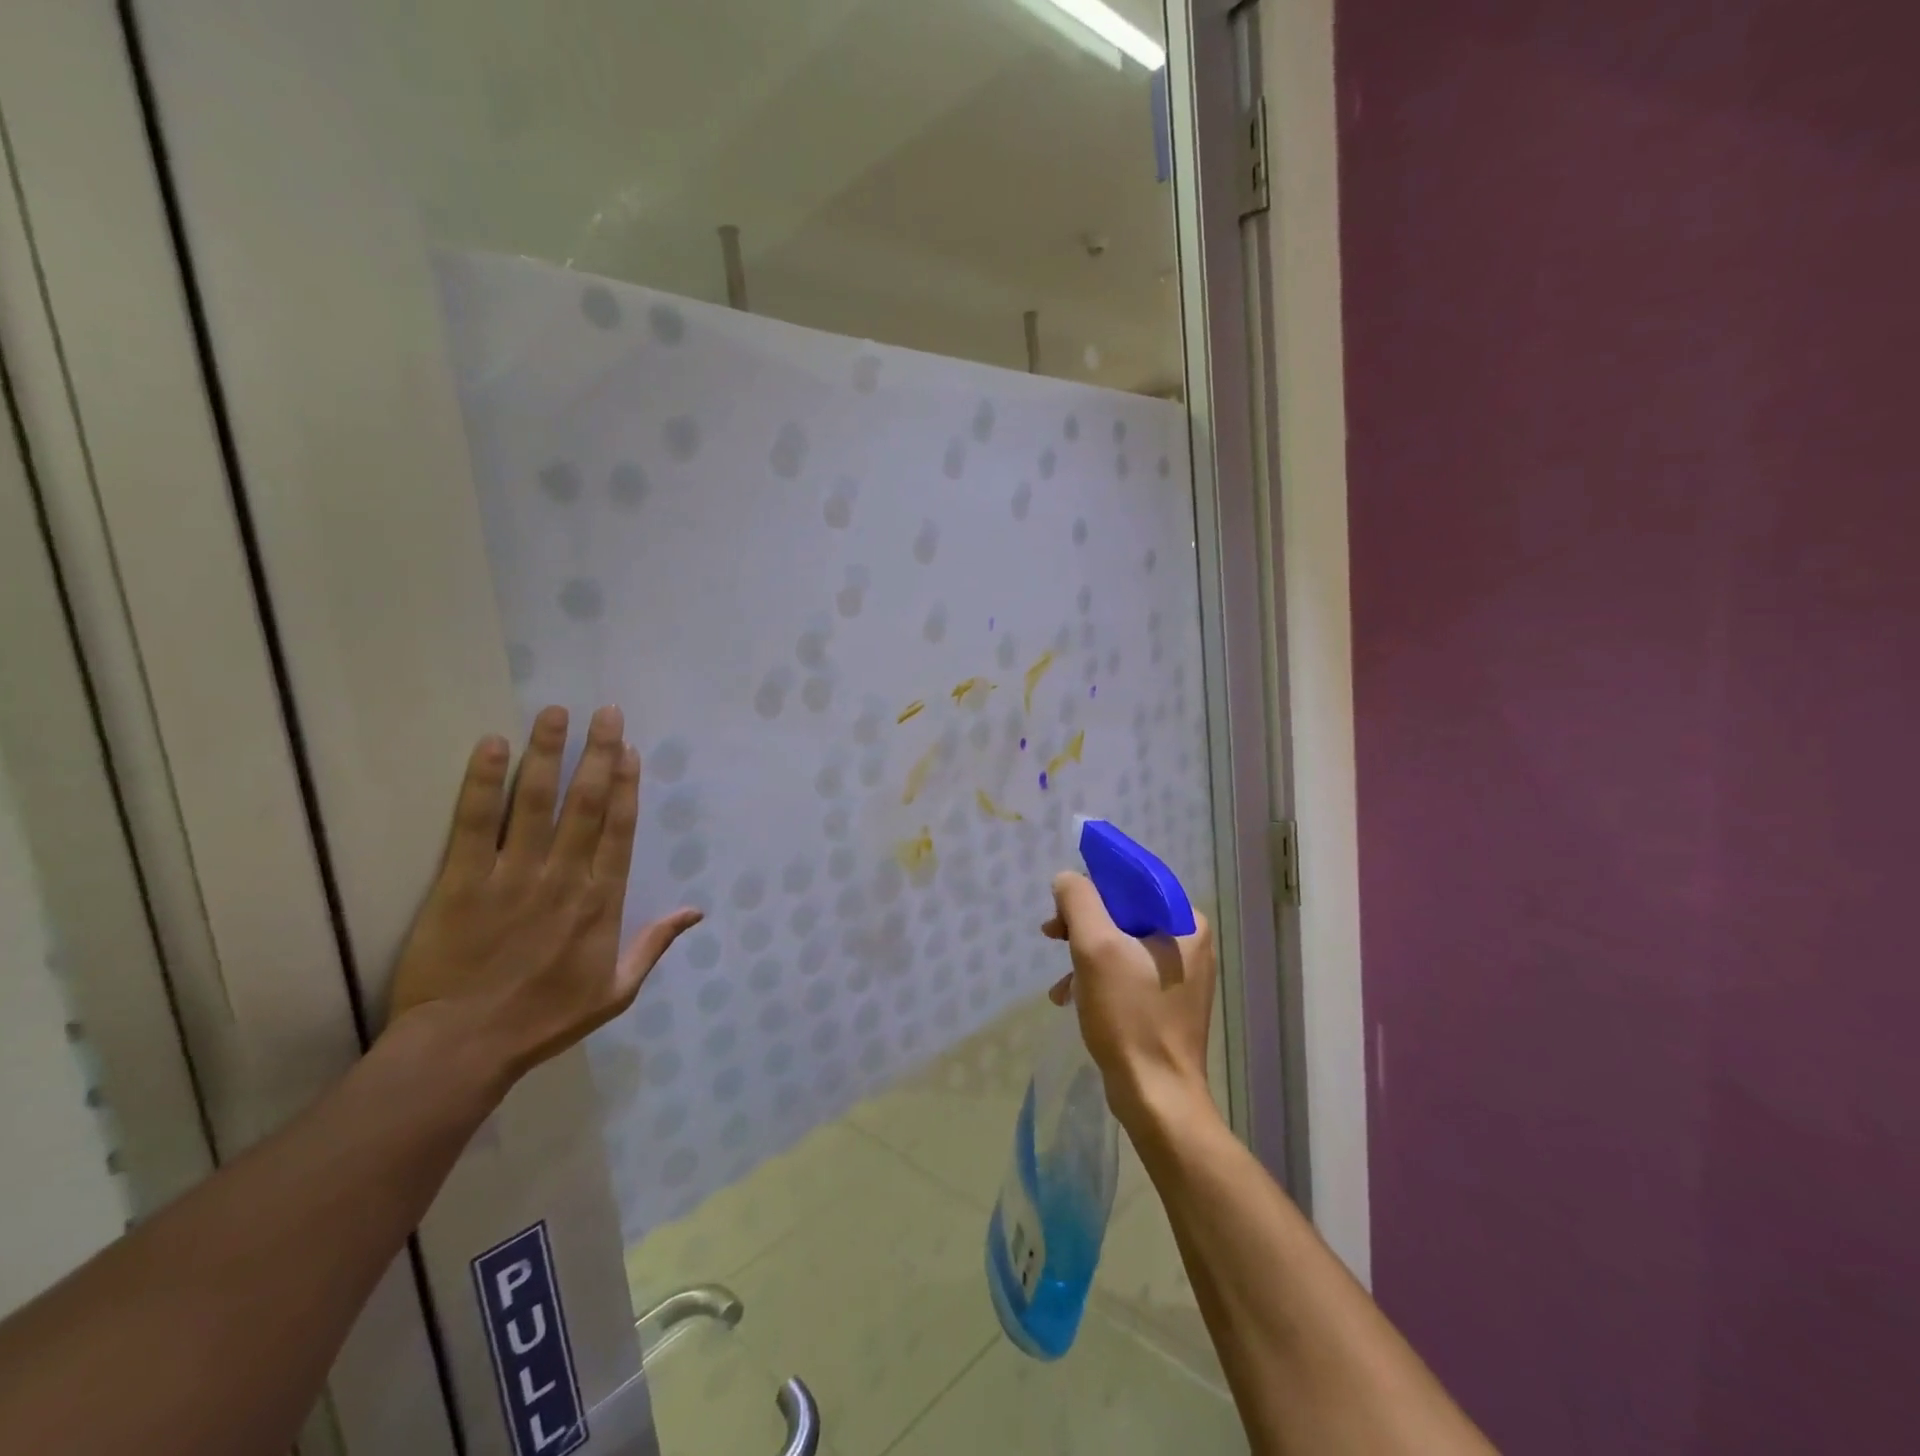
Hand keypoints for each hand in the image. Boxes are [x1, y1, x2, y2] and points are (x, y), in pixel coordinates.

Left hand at [386, 704, 701, 1089]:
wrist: (463, 1048)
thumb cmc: (544, 1019)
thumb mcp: (617, 991)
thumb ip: (655, 944)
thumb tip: (696, 910)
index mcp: (602, 902)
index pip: (619, 829)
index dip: (627, 785)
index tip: (630, 749)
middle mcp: (565, 877)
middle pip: (587, 804)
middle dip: (598, 754)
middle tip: (605, 712)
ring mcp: (513, 876)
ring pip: (536, 802)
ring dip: (548, 754)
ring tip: (554, 714)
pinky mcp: (462, 882)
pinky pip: (475, 824)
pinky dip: (484, 783)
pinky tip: (492, 746)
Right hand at [1043, 872, 1215, 1125]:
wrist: (1156, 1097)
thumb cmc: (1130, 1017)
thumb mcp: (1096, 948)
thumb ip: (1079, 901)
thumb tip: (1067, 879)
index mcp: (1187, 923)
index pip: (1135, 880)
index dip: (1094, 882)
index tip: (1062, 903)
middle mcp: (1190, 943)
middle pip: (1125, 910)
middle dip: (1084, 922)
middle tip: (1052, 935)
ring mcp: (1180, 974)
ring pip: (1120, 941)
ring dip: (1084, 953)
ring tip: (1060, 979)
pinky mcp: (1166, 1001)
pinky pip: (1125, 970)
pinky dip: (1096, 977)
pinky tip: (1070, 996)